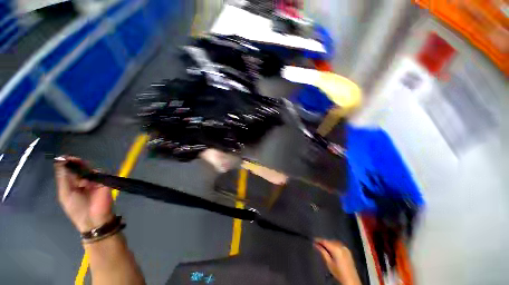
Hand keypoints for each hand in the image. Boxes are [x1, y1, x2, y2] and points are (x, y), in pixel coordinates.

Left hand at [55, 156, 113, 231]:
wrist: (94, 218)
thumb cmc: (76, 208)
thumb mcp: (65, 194)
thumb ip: (64, 178)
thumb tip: (61, 162)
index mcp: (71, 184)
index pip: (69, 171)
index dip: (66, 164)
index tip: (64, 157)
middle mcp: (82, 181)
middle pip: (79, 168)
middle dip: (76, 163)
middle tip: (73, 159)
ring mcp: (94, 181)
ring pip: (89, 169)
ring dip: (84, 168)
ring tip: (80, 170)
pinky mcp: (105, 182)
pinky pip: (100, 173)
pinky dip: (95, 173)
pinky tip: (90, 177)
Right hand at [314, 239, 360, 284]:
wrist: (351, 280)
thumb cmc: (338, 272)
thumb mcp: (329, 263)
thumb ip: (322, 252)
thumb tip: (315, 244)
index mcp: (336, 248)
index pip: (325, 241)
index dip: (318, 240)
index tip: (313, 240)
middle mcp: (341, 246)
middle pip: (330, 241)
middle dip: (323, 242)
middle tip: (317, 244)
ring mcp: (345, 248)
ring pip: (334, 242)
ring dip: (328, 243)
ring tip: (323, 246)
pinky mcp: (348, 251)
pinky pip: (338, 245)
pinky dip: (334, 245)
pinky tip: (331, 249)